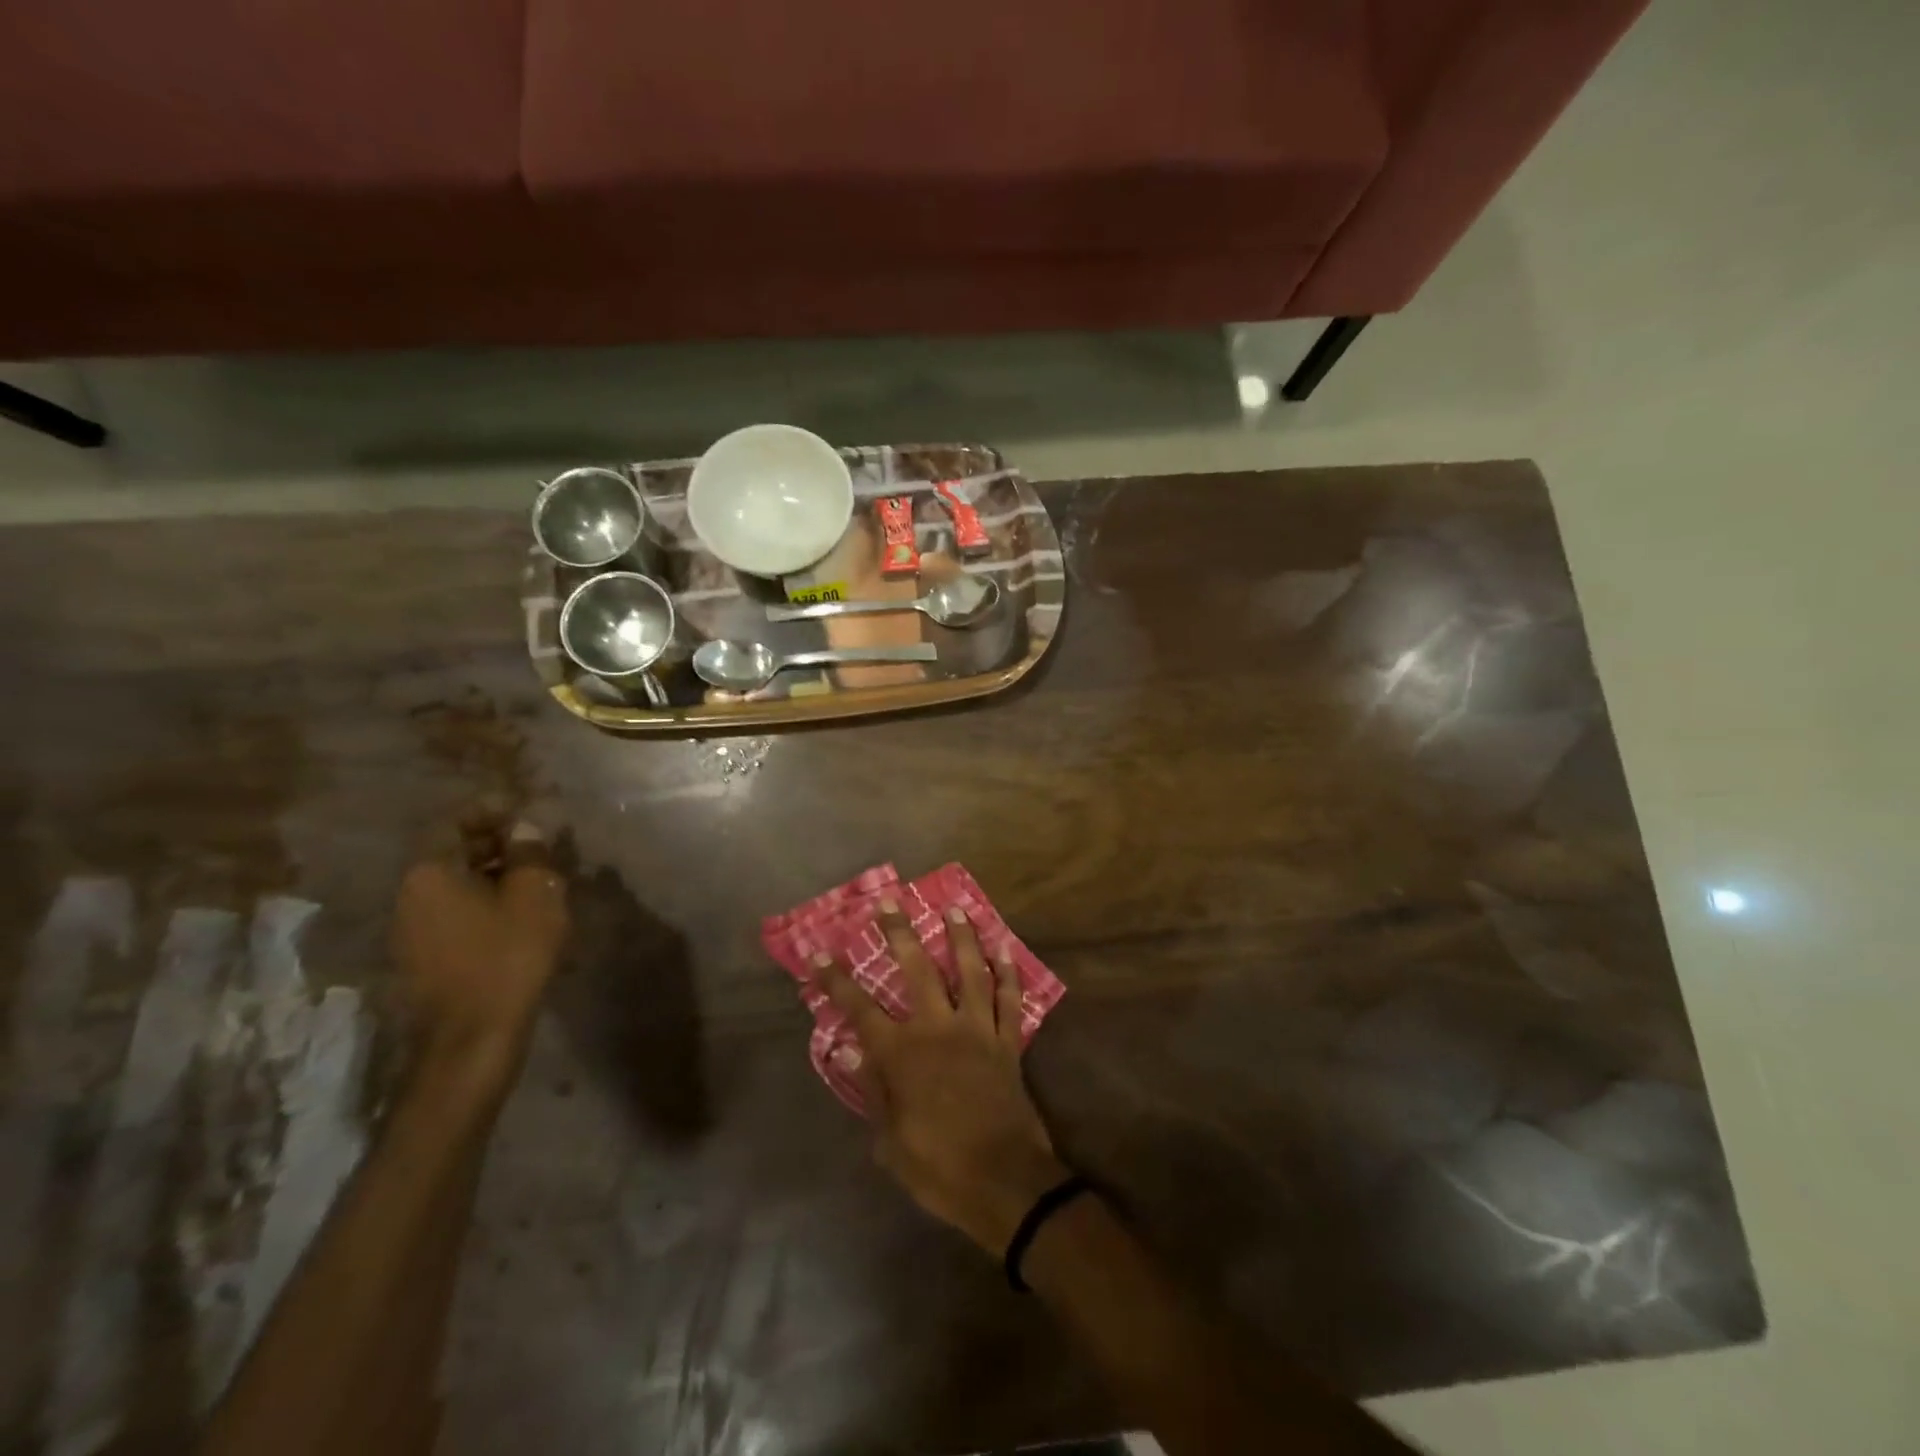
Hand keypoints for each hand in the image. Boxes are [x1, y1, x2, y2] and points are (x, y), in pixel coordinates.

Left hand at [393, 822, 569, 1075]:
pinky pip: (454, 912)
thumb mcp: (533, 895)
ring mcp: (410, 929)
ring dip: (493, 874)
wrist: (474, 1037)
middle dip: (496, 843)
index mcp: (429, 872)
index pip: (455, 821)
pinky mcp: (422, 957)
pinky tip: (518, 913)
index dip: (493, 810)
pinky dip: (484, 902)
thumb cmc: (508, 956)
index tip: (527, 810)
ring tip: (536, 879)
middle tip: (539, 845)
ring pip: (455, 884)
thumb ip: (529, 854)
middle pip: (453, 852)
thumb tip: (524, 828)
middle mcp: (409, 894)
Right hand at [816, 901, 1068, 1254]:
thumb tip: (852, 1049)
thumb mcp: (891, 1143)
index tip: (818, 952)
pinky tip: (1005, 949)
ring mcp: (978, 1031)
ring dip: (961, 938)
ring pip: (970, 972)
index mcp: (902, 1055)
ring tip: (954, 908)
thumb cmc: (940, 1168)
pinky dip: (1008, 973)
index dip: (836, 980)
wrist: (1005, 1184)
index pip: (860, 1009)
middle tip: (891, 901)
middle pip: (918, 970)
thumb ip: (874, 1090)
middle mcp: (938, 1029)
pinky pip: (1010, 1000)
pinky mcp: (1008, 1042)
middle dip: (900, 933)